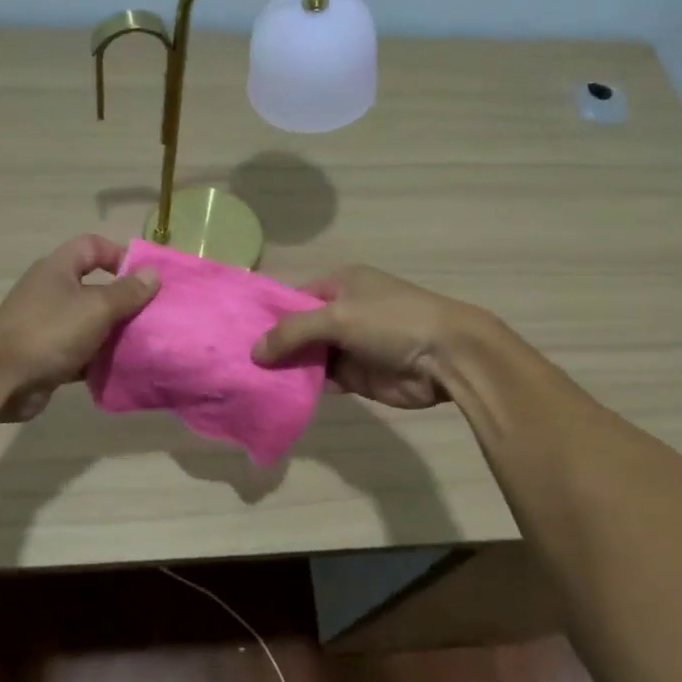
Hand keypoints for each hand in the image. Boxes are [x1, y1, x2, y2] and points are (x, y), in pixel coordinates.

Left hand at [0, 235, 159, 422]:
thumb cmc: (48, 332)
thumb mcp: (95, 308)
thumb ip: (126, 292)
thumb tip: (153, 273)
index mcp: (58, 270)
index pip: (92, 247)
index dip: (119, 255)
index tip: (146, 278)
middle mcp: (53, 293)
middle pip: (95, 288)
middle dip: (125, 301)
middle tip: (154, 316)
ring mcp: (49, 327)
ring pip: (91, 324)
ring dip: (115, 334)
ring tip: (146, 344)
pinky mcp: (49, 357)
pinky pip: (83, 354)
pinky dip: (100, 360)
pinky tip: (125, 369)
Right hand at [251, 265, 484, 409]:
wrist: (447, 357)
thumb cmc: (393, 322)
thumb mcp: (339, 317)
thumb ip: (294, 332)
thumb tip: (254, 353)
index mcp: (341, 286)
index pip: (294, 299)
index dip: (268, 316)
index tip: (236, 334)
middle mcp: (343, 313)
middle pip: (298, 330)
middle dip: (272, 346)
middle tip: (234, 363)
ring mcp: (350, 346)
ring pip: (308, 358)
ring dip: (286, 369)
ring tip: (247, 381)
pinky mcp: (357, 376)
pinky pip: (322, 381)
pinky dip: (304, 387)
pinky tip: (277, 396)